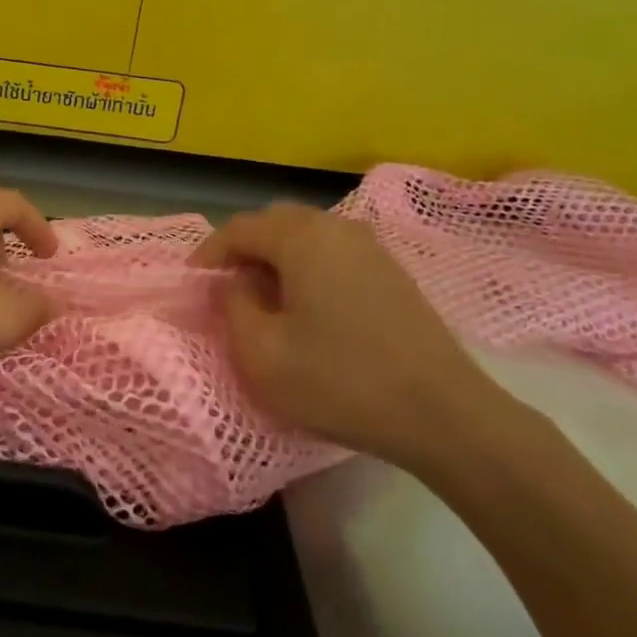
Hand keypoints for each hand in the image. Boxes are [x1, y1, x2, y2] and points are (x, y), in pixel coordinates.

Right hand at [193, 203, 504, 467]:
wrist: (442, 414)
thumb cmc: (340, 382)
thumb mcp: (262, 354)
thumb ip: (233, 306)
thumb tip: (233, 283)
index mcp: (301, 239)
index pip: (240, 228)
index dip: (210, 251)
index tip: (194, 281)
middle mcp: (336, 228)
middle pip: (275, 222)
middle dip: (244, 248)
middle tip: (227, 286)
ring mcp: (370, 247)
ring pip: (307, 234)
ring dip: (277, 256)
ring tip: (263, 297)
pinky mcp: (392, 271)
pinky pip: (334, 251)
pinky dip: (308, 265)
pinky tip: (307, 305)